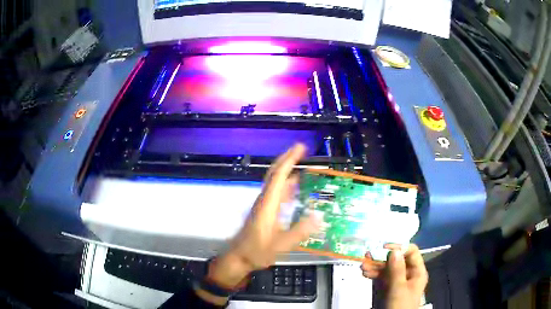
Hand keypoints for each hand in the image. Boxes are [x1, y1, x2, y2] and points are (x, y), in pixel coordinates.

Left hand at [197, 144, 319, 303]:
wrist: (239, 257)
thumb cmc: (257, 251)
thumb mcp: (281, 245)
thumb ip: (300, 231)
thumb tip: (319, 215)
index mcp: (268, 204)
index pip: (279, 176)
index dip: (290, 160)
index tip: (300, 148)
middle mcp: (265, 200)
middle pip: (275, 173)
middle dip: (287, 158)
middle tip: (302, 149)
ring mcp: (264, 205)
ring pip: (275, 181)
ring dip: (287, 169)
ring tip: (302, 163)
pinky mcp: (265, 211)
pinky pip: (277, 192)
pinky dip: (287, 184)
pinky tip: (296, 186)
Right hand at [361, 244, 427, 308]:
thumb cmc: (400, 306)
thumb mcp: (399, 289)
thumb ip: (397, 270)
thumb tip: (394, 250)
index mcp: (416, 272)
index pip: (411, 252)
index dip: (399, 247)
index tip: (384, 247)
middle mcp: (408, 274)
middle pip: (397, 260)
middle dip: (382, 258)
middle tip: (368, 255)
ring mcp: (397, 281)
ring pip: (387, 268)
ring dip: (375, 266)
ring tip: (363, 266)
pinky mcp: (388, 287)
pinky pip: (381, 277)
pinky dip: (373, 274)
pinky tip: (365, 273)